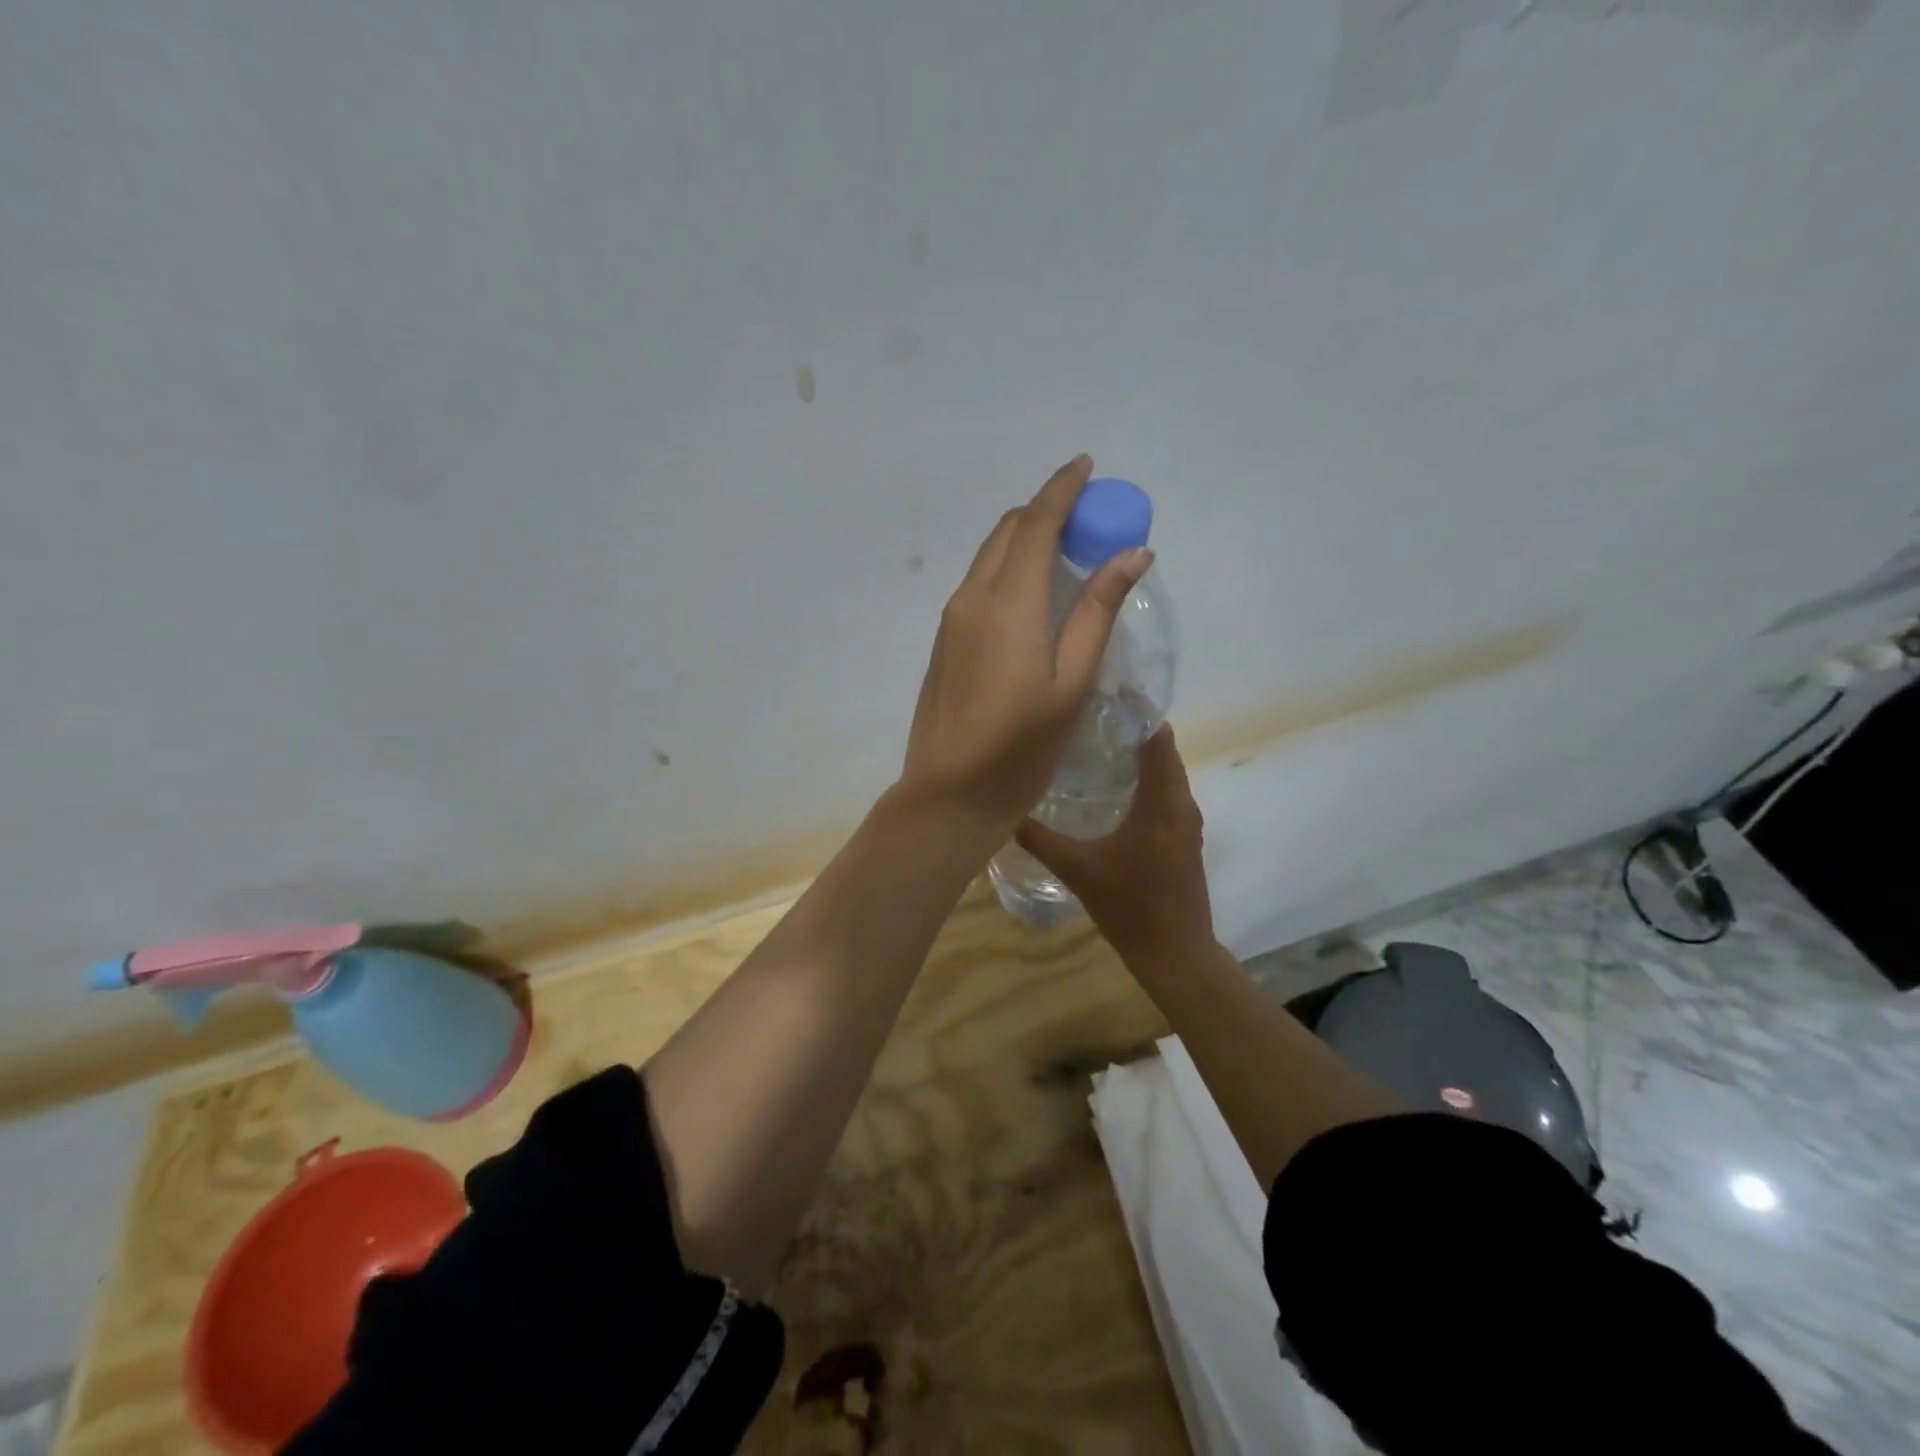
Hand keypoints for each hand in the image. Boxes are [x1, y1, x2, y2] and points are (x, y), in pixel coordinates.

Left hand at [898, 454, 1154, 839]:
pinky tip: (1034, 596)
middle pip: (1008, 531)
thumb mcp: (1073, 681)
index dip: (1062, 488)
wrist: (949, 793)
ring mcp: (951, 620)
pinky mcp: (945, 641)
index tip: (1087, 466)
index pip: (1036, 522)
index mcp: (1007, 601)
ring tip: (1069, 554)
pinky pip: (980, 584)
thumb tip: (1132, 553)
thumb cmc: (1021, 746)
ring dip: (1027, 541)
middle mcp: (971, 597)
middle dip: (1047, 511)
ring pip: (990, 556)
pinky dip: (1009, 569)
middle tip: (1089, 520)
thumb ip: (1098, 611)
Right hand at [1016, 725, 1213, 963]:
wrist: (1176, 954)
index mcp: (1163, 804)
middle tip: (1089, 716)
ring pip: (1165, 774)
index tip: (1105, 694)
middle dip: (1131, 730)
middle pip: (1162, 752)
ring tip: (1096, 743)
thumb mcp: (1079, 870)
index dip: (1136, 713)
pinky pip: (1165, 793)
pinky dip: (1144, 779)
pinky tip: (1111, 787)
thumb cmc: (1131, 908)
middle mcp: (1181, 805)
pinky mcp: (1183, 838)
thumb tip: (1005, 811)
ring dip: (1138, 755)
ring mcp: (1186, 823)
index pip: (1157, 739)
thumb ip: (1041, 839)